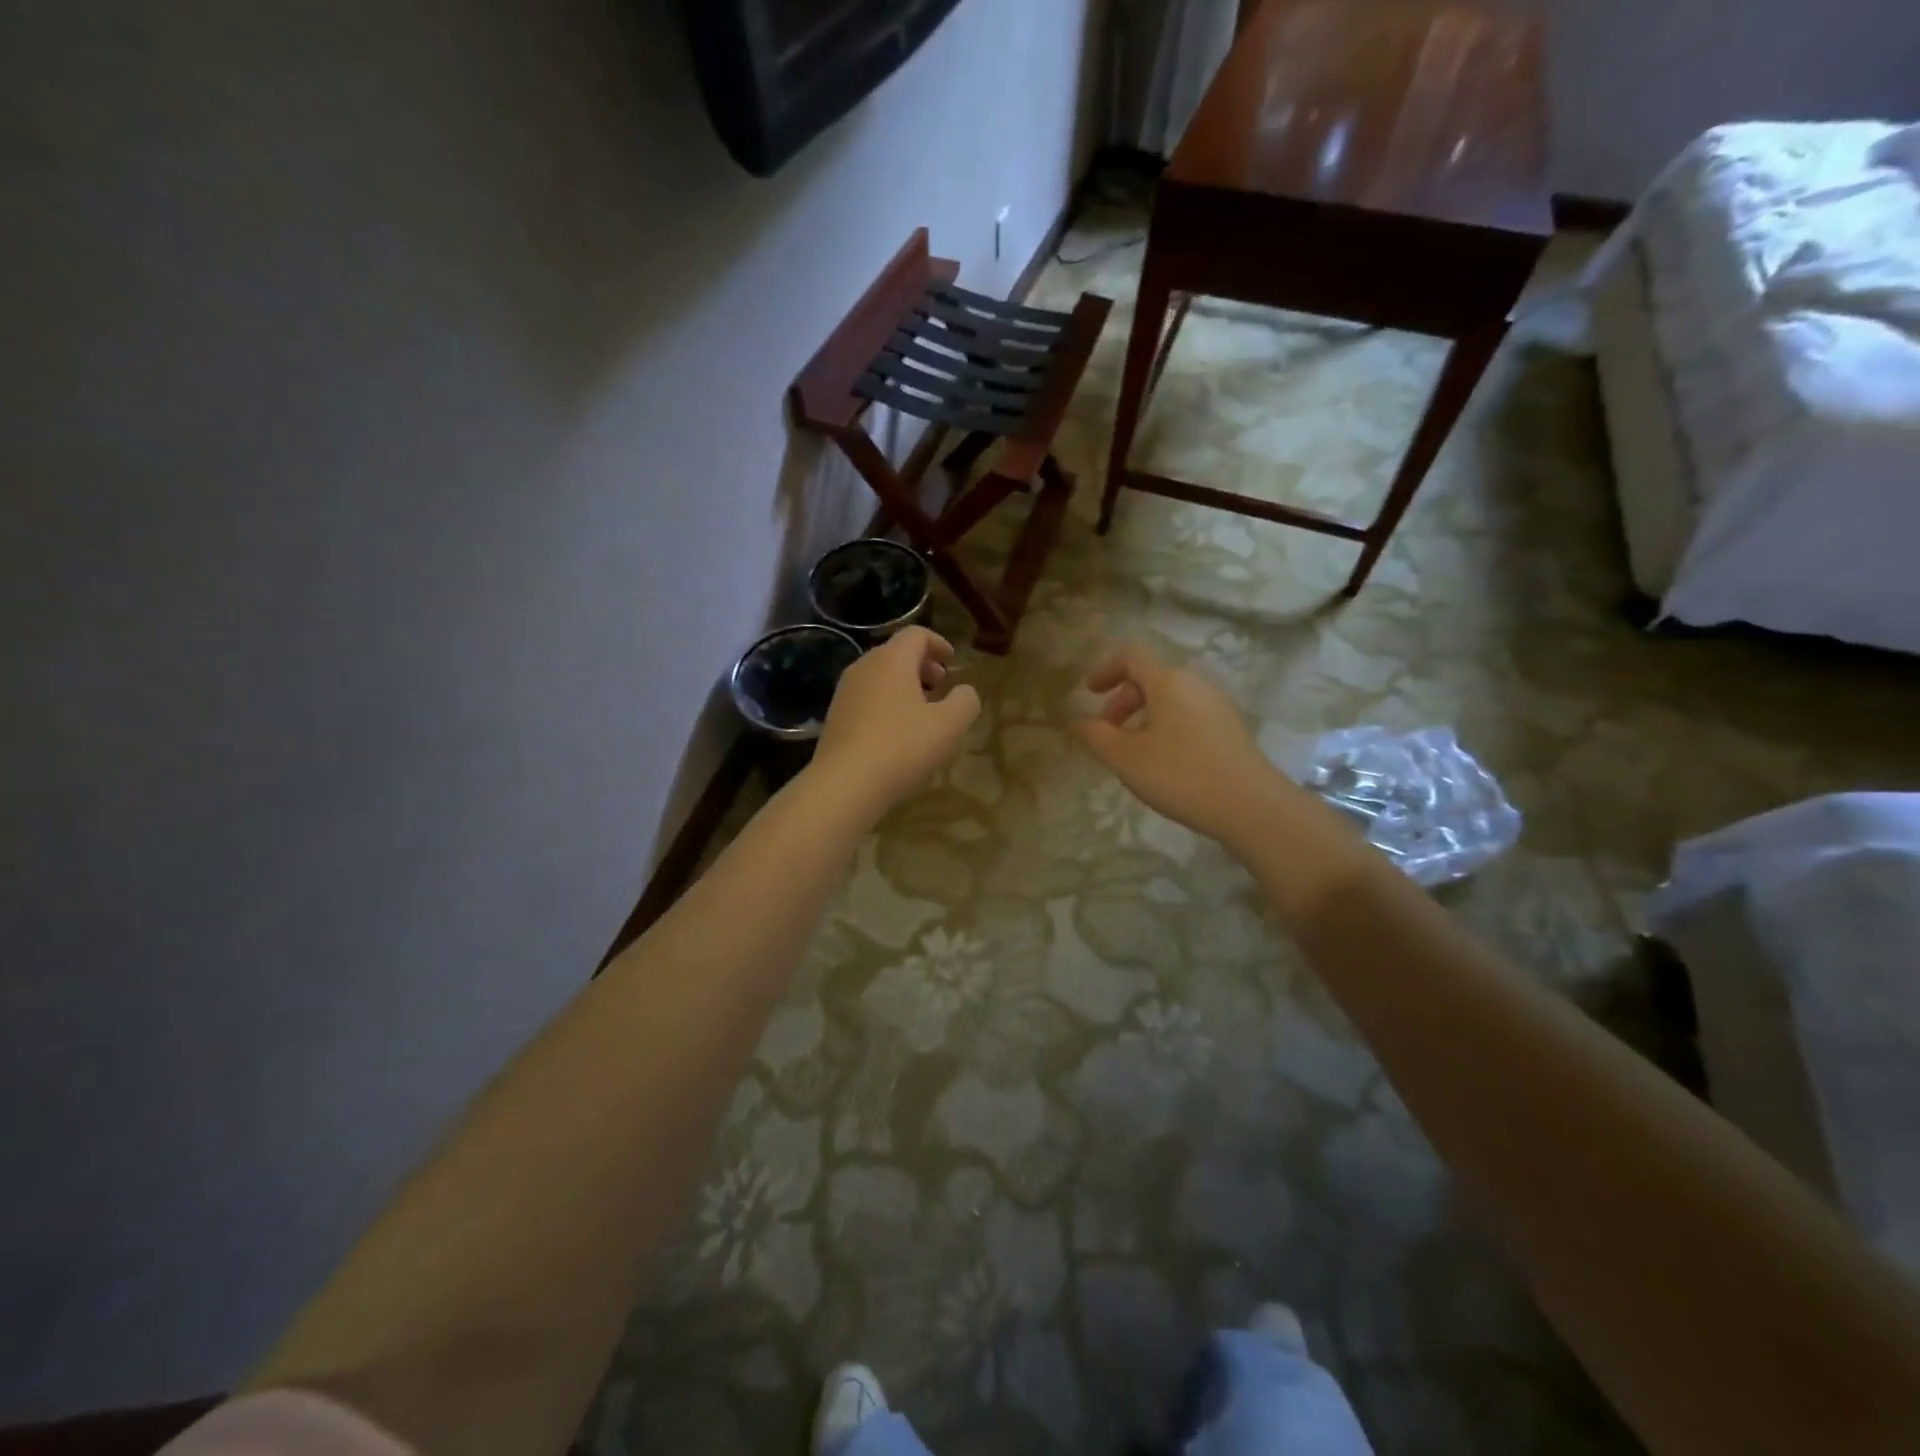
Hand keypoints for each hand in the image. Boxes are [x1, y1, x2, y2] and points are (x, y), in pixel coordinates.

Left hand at [808, 627, 981, 819]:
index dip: (938, 643)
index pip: (916, 634)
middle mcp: (864, 667)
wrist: (844, 785)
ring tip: (922, 711)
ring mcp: (845, 692)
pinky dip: (886, 703)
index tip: (952, 660)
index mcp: (891, 660)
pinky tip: (897, 733)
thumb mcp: (948, 726)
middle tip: (940, 684)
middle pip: (895, 653)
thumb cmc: (902, 747)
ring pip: (879, 677)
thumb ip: (964, 702)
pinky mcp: (835, 718)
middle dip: (921, 665)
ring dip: (903, 686)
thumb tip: (965, 691)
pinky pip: (866, 698)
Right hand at [1073, 642, 1305, 849]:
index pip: (1131, 655)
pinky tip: (1163, 761)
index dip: (1105, 669)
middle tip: (1107, 732)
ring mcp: (1217, 705)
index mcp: (1168, 681)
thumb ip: (1096, 736)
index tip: (1089, 693)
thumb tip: (1077, 722)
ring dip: (1143, 715)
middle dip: (1122, 700)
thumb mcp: (1126, 758)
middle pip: (1151, 677)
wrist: (1251, 806)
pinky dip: (1166, 725)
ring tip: (1132, 751)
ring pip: (1170, 698)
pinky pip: (1188, 714)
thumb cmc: (1180, 775)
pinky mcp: (1230, 728)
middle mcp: (1195, 683)